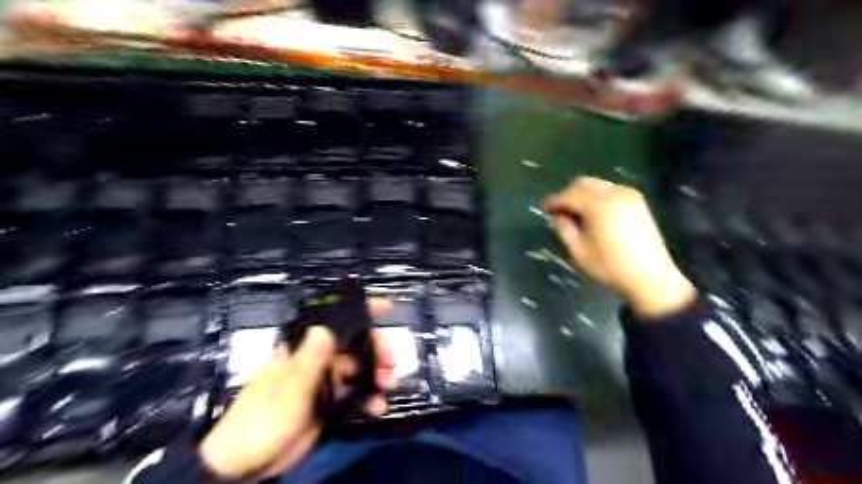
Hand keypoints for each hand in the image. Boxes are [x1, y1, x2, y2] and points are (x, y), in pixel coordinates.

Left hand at [199, 300, 395, 479]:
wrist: (244, 465)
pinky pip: (353, 396)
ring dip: (376, 376)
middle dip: (375, 349)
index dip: (359, 311)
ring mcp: (322, 384)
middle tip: (391, 361)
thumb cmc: (262, 420)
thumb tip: (324, 328)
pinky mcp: (327, 405)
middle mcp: (315, 362)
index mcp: (302, 350)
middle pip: (352, 346)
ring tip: (389, 385)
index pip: (332, 321)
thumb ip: (309, 359)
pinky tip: (378, 406)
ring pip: (356, 371)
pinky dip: (368, 399)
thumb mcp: (288, 388)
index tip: (386, 307)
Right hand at [545, 176, 698, 318]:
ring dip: (583, 195)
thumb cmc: (609, 267)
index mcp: (598, 205)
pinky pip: (611, 190)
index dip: (554, 201)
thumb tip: (559, 215)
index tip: (544, 209)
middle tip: (559, 211)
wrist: (650, 277)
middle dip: (568, 194)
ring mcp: (629, 195)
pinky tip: (594, 214)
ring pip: (598, 185)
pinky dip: (598, 197)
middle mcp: (615, 193)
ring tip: (576, 214)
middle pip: (584, 183)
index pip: (569, 195)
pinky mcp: (638, 202)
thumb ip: (564, 229)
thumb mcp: (578, 251)